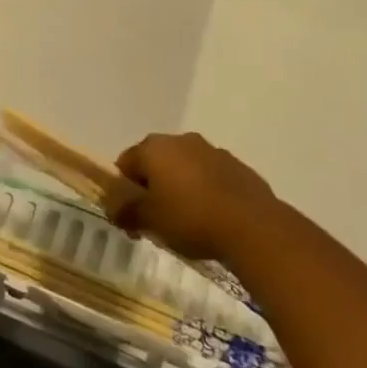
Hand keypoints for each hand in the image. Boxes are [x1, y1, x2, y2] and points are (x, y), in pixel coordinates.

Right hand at [113, 132, 273, 260]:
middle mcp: (181, 140)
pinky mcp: (238, 167)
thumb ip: (125, 211)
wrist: (253, 227)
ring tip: (187, 222)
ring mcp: (212, 151)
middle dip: (152, 187)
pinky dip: (205, 192)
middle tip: (155, 219)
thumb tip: (113, 209)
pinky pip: (211, 177)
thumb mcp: (149, 220)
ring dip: (180, 188)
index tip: (129, 216)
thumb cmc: (190, 218)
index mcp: (154, 147)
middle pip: (155, 162)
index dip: (122, 190)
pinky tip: (212, 218)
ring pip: (185, 168)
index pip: (125, 163)